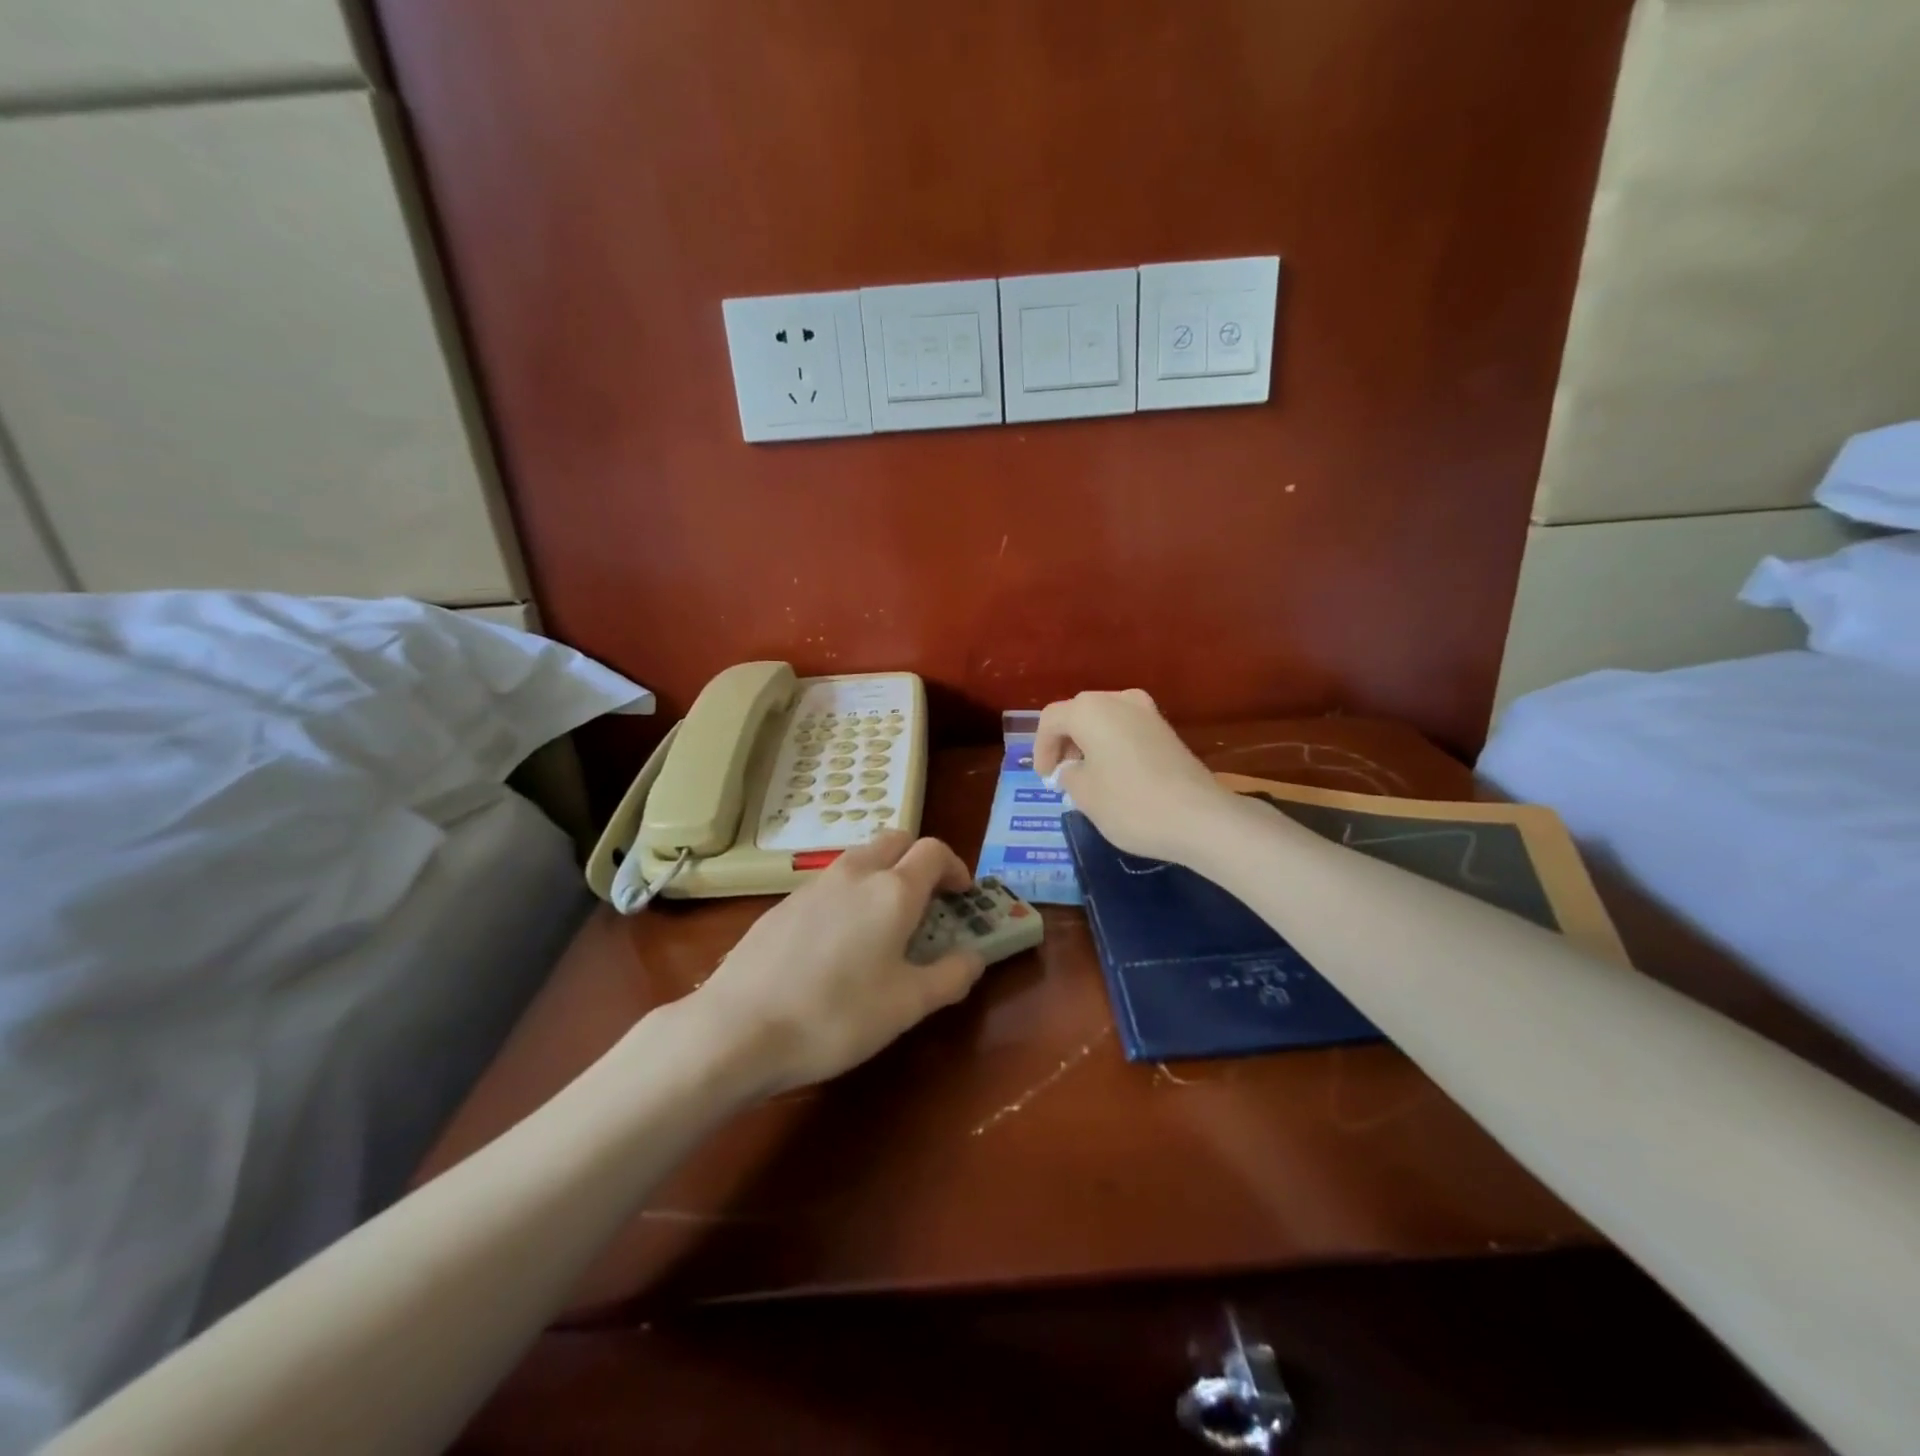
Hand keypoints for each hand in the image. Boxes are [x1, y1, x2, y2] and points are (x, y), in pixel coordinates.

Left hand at [686, 831, 985, 1095]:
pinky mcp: (782, 904)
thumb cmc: (836, 1016)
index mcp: (892, 890)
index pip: (933, 851)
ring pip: (859, 858)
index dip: (955, 867)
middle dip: (918, 859)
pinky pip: (829, 883)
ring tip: (884, 921)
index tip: (962, 895)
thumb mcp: (907, 1006)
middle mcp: (854, 874)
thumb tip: (974, 957)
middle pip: (895, 840)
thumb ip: (950, 976)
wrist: (738, 1029)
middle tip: (928, 899)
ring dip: (883, 873)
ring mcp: (812, 885)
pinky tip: (838, 941)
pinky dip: (849, 893)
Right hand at [1033, 689, 1233, 865]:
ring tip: (1087, 776)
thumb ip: (1068, 775)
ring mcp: (1147, 712)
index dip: (1041, 748)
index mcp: (1090, 710)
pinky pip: (1127, 729)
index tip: (1044, 777)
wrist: (1200, 817)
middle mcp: (1118, 700)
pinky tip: (1115, 775)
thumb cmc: (1130, 804)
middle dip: (1065, 742)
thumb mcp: (1084, 795)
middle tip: (1062, 774)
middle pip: (1079, 713)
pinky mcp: (1167, 730)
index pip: (1051, 719)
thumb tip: (1071, 769)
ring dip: (1089, 743)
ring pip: (1105, 719)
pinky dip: (1113, 746)